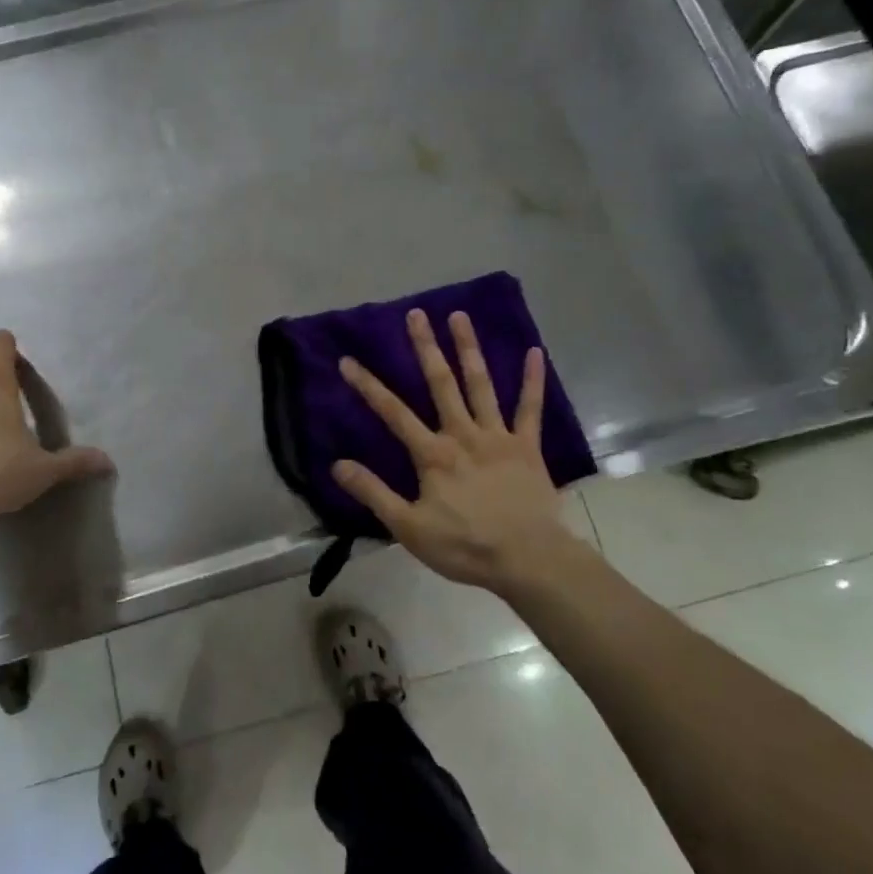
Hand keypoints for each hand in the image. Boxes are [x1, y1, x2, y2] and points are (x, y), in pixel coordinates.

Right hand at [334, 309, 573, 593]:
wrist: (528, 560)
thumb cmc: (465, 546)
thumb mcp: (408, 527)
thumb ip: (373, 493)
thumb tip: (337, 465)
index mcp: (433, 454)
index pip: (393, 413)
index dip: (368, 386)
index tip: (347, 360)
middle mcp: (463, 434)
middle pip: (441, 384)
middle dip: (425, 347)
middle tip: (416, 314)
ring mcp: (498, 437)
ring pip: (481, 385)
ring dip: (469, 349)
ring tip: (460, 316)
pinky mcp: (527, 446)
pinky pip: (530, 409)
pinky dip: (532, 381)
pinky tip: (535, 352)